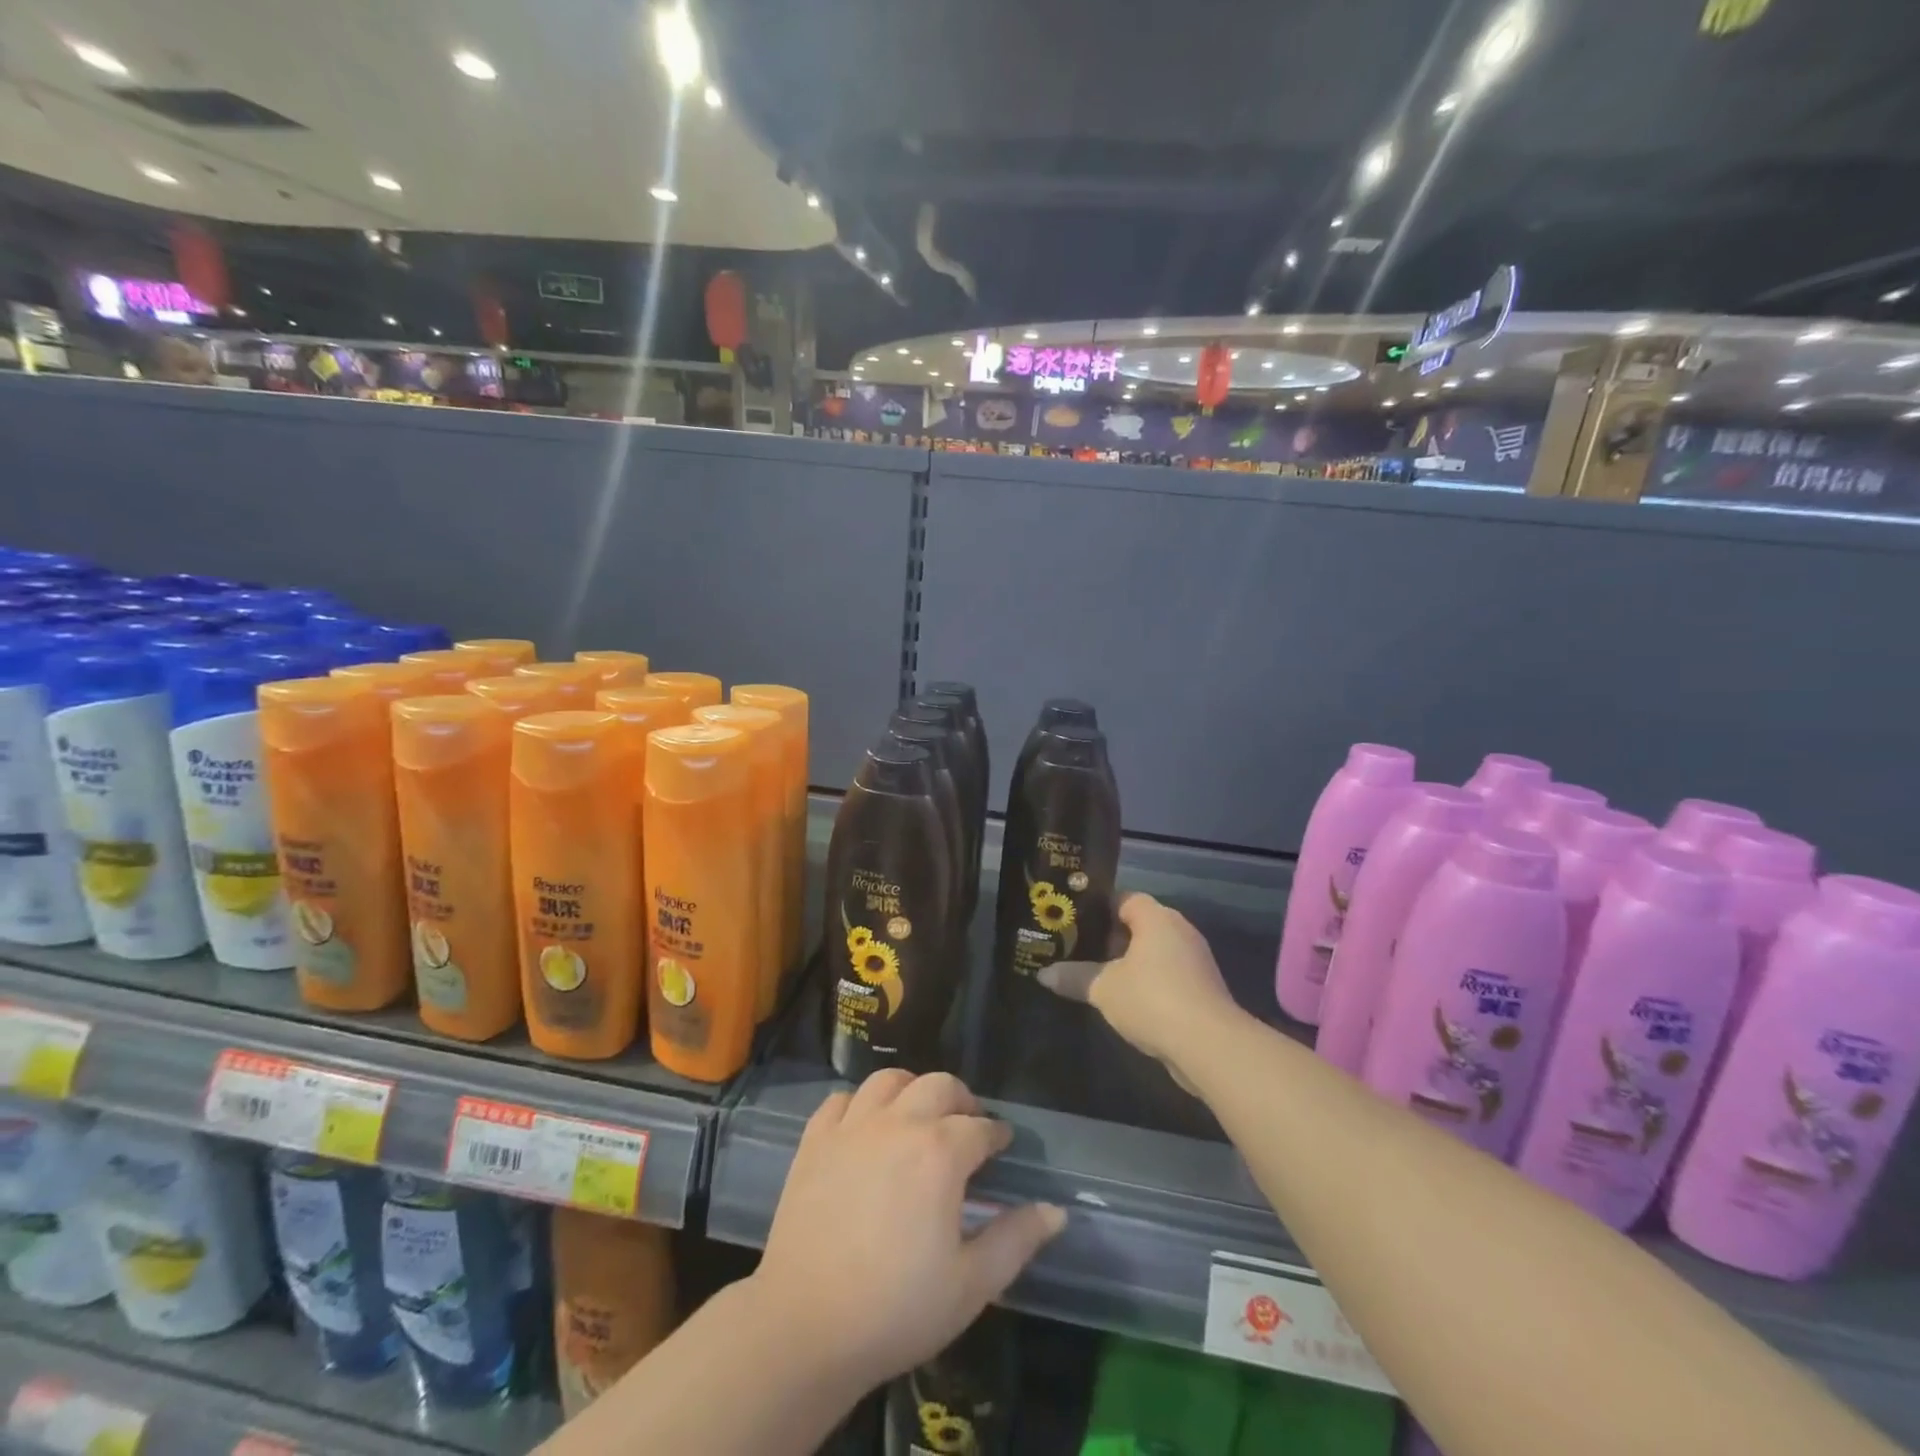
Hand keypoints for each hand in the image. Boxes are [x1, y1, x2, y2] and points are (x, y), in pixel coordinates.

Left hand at [751, 1070, 1065, 1388]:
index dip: (996, 1134)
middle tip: (968, 1125)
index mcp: (940, 1152)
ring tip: (919, 1115)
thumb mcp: (971, 1285)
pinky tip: (867, 1127)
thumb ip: (1016, 1240)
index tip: (1002, 1145)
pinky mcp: (816, 1140)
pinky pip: (842, 1100)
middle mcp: (899, 1123)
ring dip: (913, 1090)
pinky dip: (861, 1104)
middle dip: (961, 1100)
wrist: (806, 1325)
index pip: (980, 1127)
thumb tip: (1055, 1211)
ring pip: (889, 1080)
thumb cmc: (897, 1309)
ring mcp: (853, 1127)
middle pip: (939, 1086)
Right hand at [1039, 892, 1241, 1079]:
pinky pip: (1167, 975)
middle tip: (1078, 949)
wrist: (1210, 1046)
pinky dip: (1148, 982)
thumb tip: (1043, 974)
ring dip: (1129, 963)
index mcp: (1157, 918)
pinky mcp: (1202, 989)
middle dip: (1110, 938)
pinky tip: (1125, 1001)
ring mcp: (1195, 960)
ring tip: (1097, 976)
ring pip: (1154, 952)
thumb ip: (1074, 977)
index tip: (1073, 922)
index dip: (1098, 908)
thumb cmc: (1152, 999)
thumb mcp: (1103, 988)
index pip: (1124, 898)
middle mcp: (1180, 930)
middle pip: (1139, 924)